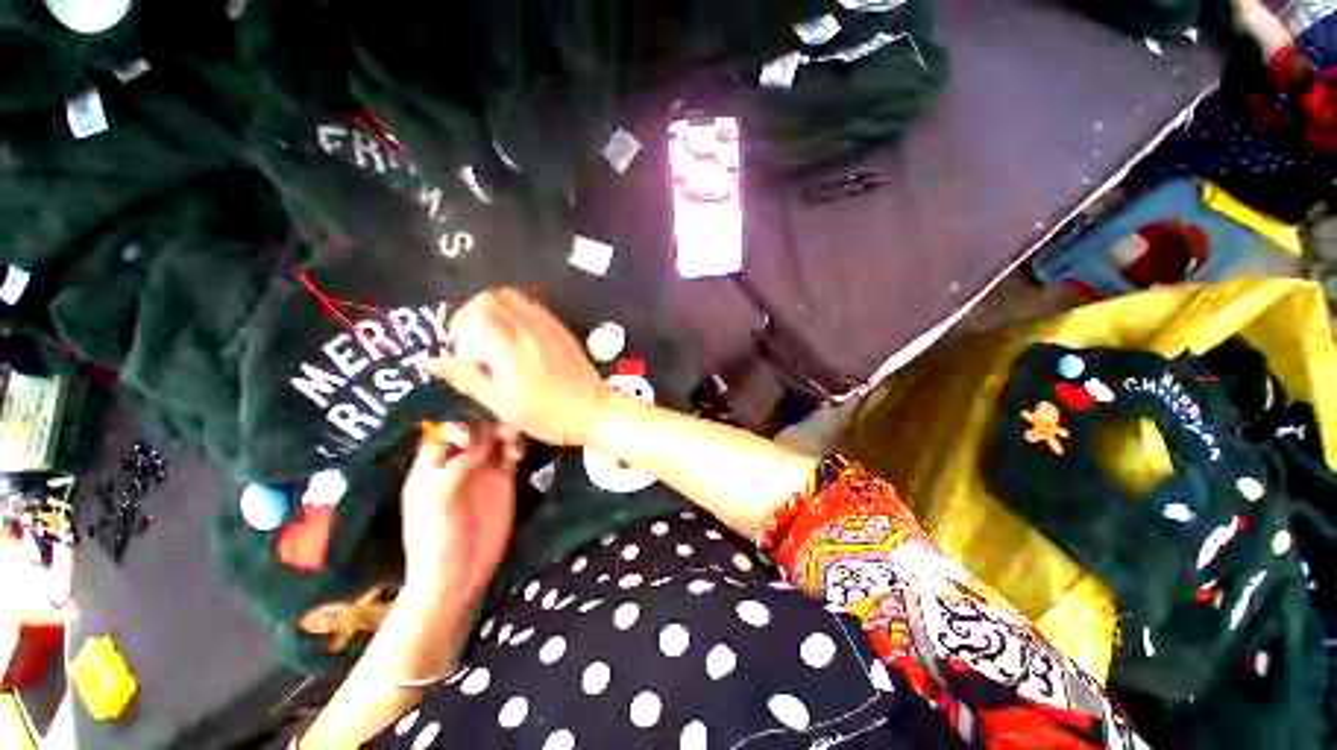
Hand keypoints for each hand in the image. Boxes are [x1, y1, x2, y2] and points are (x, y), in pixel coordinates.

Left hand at [400, 422, 522, 599]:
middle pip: (474, 430)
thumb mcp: (439, 497)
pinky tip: (519, 455)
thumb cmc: (437, 536)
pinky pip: (510, 454)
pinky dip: (516, 448)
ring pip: (495, 439)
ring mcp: (482, 471)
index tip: (474, 435)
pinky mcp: (502, 481)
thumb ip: (459, 464)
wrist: (459, 572)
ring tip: (514, 443)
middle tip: (504, 432)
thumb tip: (483, 440)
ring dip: (505, 433)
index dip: (459, 425)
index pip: (444, 431)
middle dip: (488, 425)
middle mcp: (458, 462)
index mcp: (432, 465)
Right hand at [427, 288, 612, 446]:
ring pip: (509, 296)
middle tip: (474, 346)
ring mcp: (547, 324)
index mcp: (509, 346)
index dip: (459, 336)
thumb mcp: (502, 404)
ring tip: (493, 340)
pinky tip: (516, 337)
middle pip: (487, 299)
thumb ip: (466, 379)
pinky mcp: (559, 327)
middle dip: (470, 318)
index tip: (466, 360)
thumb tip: (433, 361)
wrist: (595, 411)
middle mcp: (527, 327)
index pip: (471, 315)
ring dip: (492, 311)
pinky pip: (531, 304)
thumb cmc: (548, 415)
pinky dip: (514, 311)